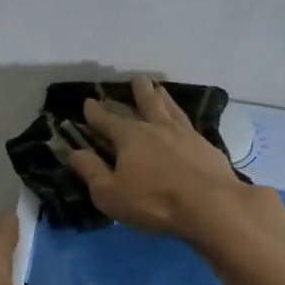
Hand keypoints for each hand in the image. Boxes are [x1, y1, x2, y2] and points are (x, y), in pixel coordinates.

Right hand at [66, 75, 260, 238]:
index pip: (107, 120)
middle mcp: (156, 127)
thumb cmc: (153, 202)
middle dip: (136, 92)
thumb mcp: (110, 193)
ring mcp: (184, 134)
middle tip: (135, 79)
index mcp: (129, 137)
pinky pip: (189, 122)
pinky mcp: (205, 145)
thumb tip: (74, 152)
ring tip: (159, 88)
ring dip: (162, 97)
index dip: (95, 112)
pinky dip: (182, 115)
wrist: (210, 205)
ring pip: (169, 108)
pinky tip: (183, 119)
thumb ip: (91, 171)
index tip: (89, 101)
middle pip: (144, 104)